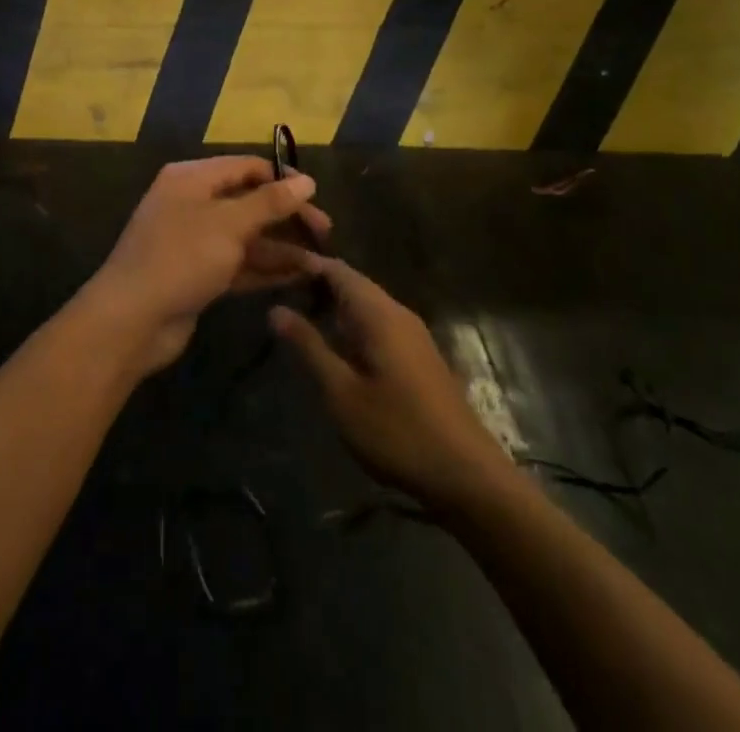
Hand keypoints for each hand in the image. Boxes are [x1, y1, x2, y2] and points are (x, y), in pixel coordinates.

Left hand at [82, 157, 330, 376]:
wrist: (130, 320)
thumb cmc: (181, 258)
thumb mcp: (229, 225)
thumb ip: (270, 202)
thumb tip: (307, 181)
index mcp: (192, 178)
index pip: (246, 167)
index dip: (282, 179)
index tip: (317, 198)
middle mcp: (192, 203)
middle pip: (248, 202)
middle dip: (286, 217)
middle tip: (325, 234)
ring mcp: (194, 241)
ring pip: (246, 236)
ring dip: (281, 247)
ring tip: (320, 262)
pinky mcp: (198, 274)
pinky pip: (238, 263)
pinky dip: (265, 269)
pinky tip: (298, 277)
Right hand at [271, 258, 510, 512]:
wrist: (467, 475)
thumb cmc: (397, 431)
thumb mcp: (342, 393)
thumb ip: (309, 347)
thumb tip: (276, 309)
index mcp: (379, 313)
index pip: (337, 269)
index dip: (305, 264)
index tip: (272, 267)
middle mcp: (398, 313)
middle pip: (353, 282)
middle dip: (316, 282)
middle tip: (278, 290)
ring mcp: (413, 334)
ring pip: (367, 303)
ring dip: (334, 304)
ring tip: (298, 315)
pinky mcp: (419, 356)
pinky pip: (378, 322)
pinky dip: (351, 322)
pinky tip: (335, 344)